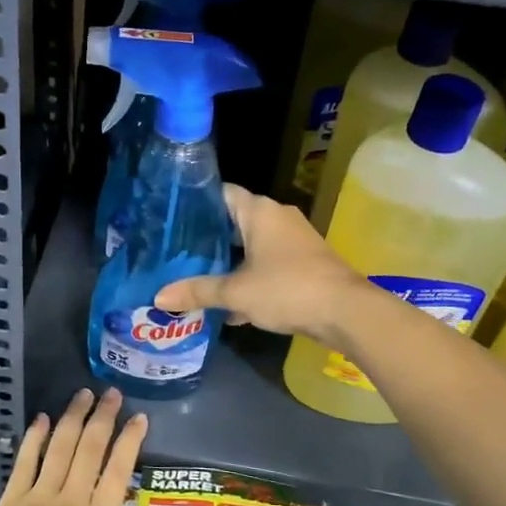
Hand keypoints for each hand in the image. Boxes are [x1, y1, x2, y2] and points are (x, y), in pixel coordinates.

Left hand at [0, 388, 169, 505]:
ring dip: (73, 418)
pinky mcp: (12, 499)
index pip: (118, 471)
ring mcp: (40, 495)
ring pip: (60, 447)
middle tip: (112, 393)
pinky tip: (42, 419)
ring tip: (83, 394)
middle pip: (90, 449)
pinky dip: (34, 438)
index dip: (129, 441)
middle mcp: (71, 498)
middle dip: (103, 418)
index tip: (139, 417)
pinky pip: (25, 461)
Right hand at [154, 184, 363, 342]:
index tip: (172, 218)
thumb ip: (198, 291)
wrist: (345, 312)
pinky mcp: (304, 262)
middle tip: (177, 252)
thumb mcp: (236, 292)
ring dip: (229, 261)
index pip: (222, 193)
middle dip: (208, 238)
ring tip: (196, 277)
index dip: (196, 203)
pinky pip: (267, 263)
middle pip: (234, 220)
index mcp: (260, 211)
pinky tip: (229, 306)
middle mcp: (277, 217)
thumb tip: (159, 297)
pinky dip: (249, 277)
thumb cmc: (287, 289)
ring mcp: (294, 239)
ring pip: (251, 245)